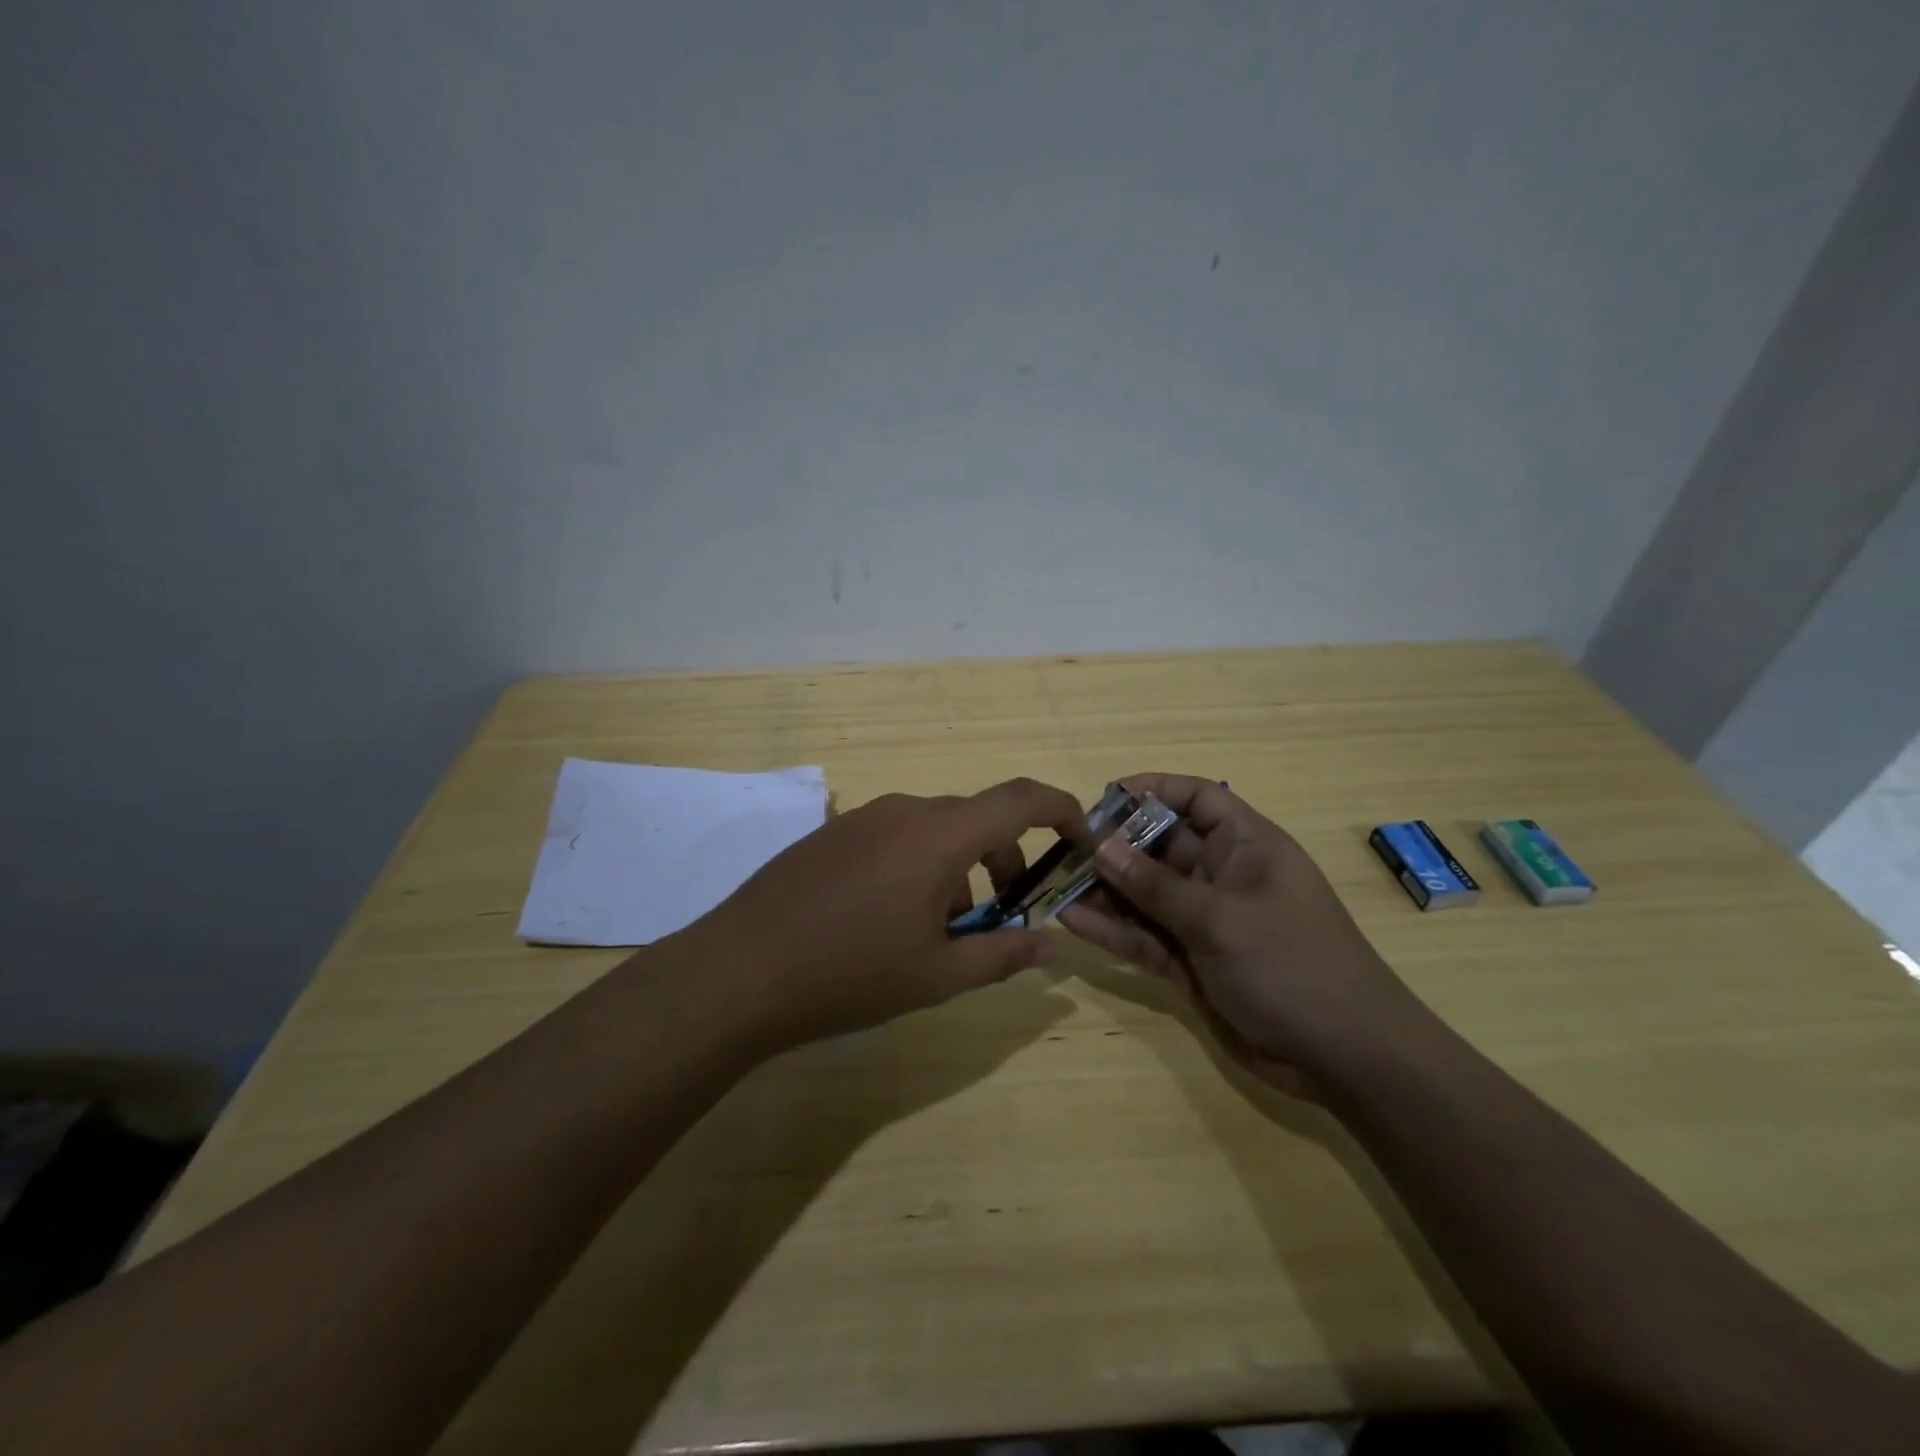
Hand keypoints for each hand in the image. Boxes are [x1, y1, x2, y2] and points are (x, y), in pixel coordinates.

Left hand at [687, 778, 1086, 1051]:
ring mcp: (862, 817)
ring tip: (941, 929)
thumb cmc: (849, 974)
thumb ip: (1002, 956)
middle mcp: (904, 810)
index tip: (1079, 841)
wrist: (738, 971)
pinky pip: (896, 836)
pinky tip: (890, 919)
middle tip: (1004, 913)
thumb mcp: (937, 976)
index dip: (1062, 811)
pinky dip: (919, 865)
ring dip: (958, 867)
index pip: (1020, 800)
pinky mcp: (832, 833)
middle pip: (977, 818)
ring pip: (935, 830)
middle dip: (1005, 859)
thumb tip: (1048, 946)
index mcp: (939, 835)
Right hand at [1058, 774, 1429, 1092]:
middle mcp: (1222, 876)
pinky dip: (1113, 931)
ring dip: (1106, 891)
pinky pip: (1145, 937)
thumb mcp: (1222, 919)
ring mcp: (1205, 921)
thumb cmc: (1293, 965)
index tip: (1106, 797)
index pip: (1199, 798)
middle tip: (1065, 849)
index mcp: (1246, 846)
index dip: (1155, 790)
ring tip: (1057, 885)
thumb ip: (1157, 886)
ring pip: (1146, 895)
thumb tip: (1102, 847)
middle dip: (1116, 845)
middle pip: (1161, 846)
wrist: (1345, 1058)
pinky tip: (1073, 922)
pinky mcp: (1191, 962)